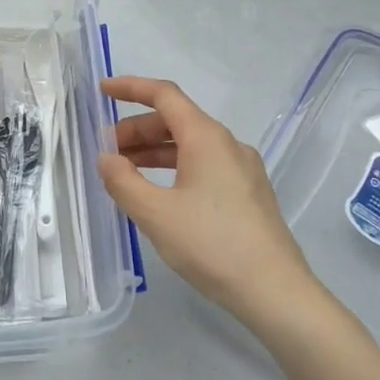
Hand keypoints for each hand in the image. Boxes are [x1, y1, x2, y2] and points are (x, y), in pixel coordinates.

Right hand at [97, 76, 317, 322]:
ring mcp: (242, 169)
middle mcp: (227, 144)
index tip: (103, 90)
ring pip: (190, 145)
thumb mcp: (155, 213)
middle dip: (137, 129)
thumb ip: (123, 181)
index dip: (131, 88)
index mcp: (206, 138)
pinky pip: (204, 165)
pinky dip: (175, 167)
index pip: (164, 95)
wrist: (276, 291)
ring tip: (126, 172)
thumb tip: (106, 158)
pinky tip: (160, 193)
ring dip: (155, 151)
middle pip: (176, 120)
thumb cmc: (212, 245)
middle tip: (108, 151)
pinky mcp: (249, 193)